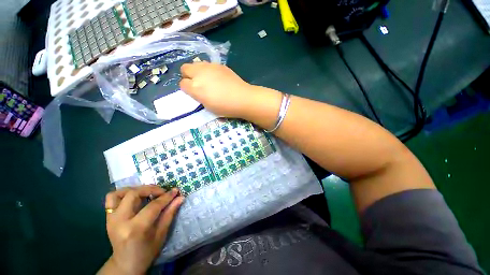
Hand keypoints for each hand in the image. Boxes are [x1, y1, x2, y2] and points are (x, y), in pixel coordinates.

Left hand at [98, 186, 183, 274]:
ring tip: (148, 192)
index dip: (166, 197)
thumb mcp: (161, 234)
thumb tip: (180, 198)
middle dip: (151, 189)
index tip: (175, 191)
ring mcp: (111, 219)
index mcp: (135, 229)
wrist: (125, 264)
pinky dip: (123, 193)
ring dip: (136, 189)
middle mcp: (120, 221)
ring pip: (120, 193)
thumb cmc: (146, 252)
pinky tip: (134, 196)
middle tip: (162, 192)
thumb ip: (170, 213)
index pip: (153, 206)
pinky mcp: (108, 217)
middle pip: (134, 194)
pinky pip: (111, 198)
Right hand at [180, 62, 255, 117]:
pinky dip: (209, 70)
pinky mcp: (220, 65)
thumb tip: (196, 90)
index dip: (187, 89)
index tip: (194, 93)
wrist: (242, 98)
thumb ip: (198, 96)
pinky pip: (209, 65)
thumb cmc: (225, 107)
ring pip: (196, 63)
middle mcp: (200, 73)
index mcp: (195, 87)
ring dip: (198, 71)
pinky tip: (218, 77)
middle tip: (197, 84)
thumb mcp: (208, 106)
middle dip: (188, 76)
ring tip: (207, 79)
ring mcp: (210, 67)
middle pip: (185, 68)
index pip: (182, 84)